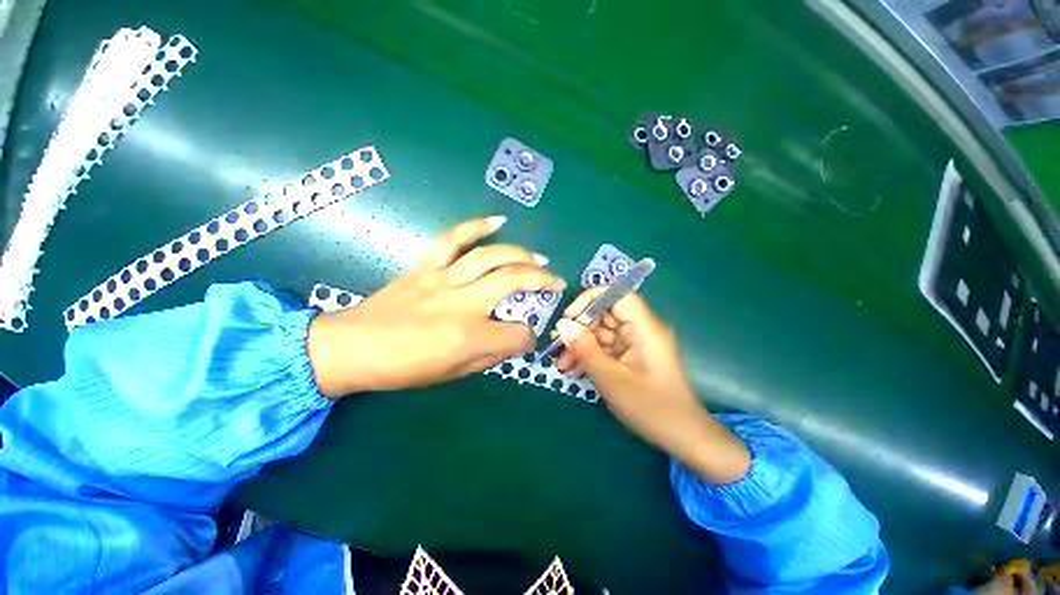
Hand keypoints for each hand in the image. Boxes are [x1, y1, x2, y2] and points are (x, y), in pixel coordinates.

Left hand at [308, 216, 565, 396]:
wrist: (352, 347)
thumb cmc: (404, 367)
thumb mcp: (453, 373)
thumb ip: (490, 355)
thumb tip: (517, 339)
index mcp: (468, 337)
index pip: (517, 334)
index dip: (528, 336)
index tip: (527, 336)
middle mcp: (461, 302)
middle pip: (513, 281)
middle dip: (542, 280)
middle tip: (556, 281)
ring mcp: (443, 279)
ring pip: (491, 256)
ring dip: (521, 253)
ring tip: (539, 257)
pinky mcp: (427, 266)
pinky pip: (454, 238)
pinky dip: (477, 226)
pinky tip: (498, 221)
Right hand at [554, 289, 749, 483]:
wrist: (681, 437)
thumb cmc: (651, 408)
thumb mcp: (611, 379)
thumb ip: (585, 349)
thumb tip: (562, 325)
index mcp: (645, 328)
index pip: (617, 295)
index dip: (591, 300)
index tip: (569, 318)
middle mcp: (642, 329)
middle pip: (606, 314)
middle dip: (580, 329)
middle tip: (558, 347)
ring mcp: (637, 343)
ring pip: (602, 332)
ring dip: (581, 345)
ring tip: (563, 365)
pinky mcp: (632, 356)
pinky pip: (607, 347)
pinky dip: (590, 355)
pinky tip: (574, 370)